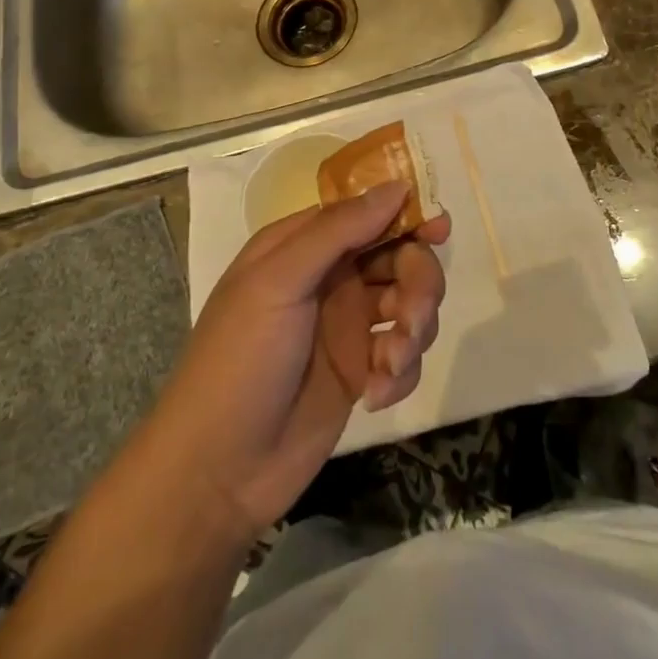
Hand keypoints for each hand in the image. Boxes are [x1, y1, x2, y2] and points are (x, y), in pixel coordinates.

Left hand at [140, 182, 448, 543]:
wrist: (218, 472)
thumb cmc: (240, 360)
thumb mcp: (279, 282)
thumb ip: (338, 231)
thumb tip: (396, 186)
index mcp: (303, 246)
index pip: (366, 213)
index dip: (406, 216)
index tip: (438, 229)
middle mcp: (330, 278)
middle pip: (399, 257)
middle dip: (418, 282)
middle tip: (413, 315)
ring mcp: (347, 326)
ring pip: (409, 303)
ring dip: (413, 329)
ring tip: (390, 362)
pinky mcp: (361, 371)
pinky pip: (404, 354)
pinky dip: (401, 371)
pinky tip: (376, 394)